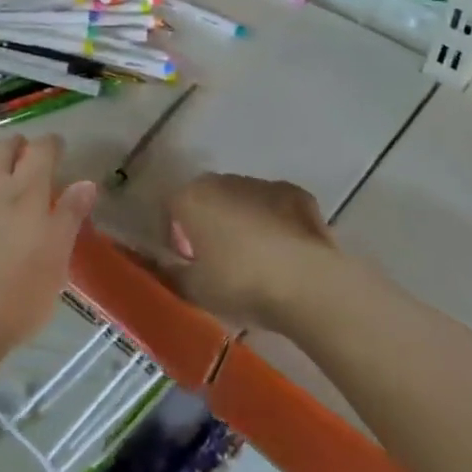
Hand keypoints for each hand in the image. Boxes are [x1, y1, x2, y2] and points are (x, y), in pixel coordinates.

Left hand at [0, 135, 97, 355]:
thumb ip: (70, 216)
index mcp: (27, 192)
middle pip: (1, 149)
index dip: (50, 144)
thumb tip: (86, 182)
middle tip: (20, 152)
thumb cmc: (17, 296)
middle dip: (14, 145)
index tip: (56, 147)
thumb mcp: (57, 260)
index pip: (42, 151)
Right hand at [159, 174, 338, 330]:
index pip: (170, 209)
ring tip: (254, 258)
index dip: (174, 236)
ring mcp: (263, 184)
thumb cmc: (240, 284)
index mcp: (192, 198)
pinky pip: (274, 206)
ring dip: (241, 220)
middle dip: (207, 223)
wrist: (307, 282)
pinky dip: (274, 221)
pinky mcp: (296, 193)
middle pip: (206, 199)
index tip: (184, 261)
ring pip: (241, 199)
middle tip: (216, 260)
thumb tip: (164, 265)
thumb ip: (172, 273)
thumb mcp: (195, 290)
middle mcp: (223, 181)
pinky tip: (283, 251)